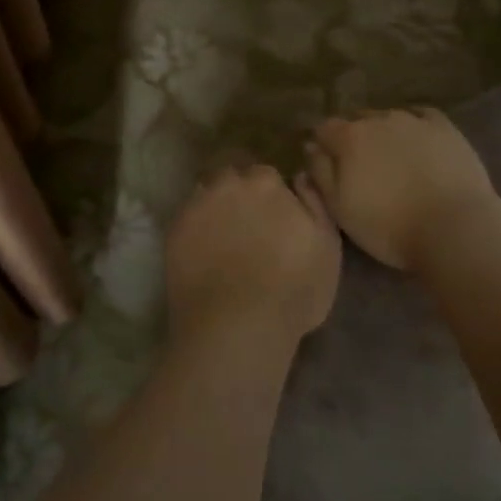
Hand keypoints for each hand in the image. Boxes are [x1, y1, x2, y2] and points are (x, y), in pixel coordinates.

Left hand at [164, 164, 340, 347]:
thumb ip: (315, 202)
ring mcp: (196, 207)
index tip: (273, 215)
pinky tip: (203, 253)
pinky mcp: (173, 232)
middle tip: (247, 224)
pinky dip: (195, 229)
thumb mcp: (328, 246)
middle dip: (238, 192)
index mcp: (265, 183)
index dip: (269, 194)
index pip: (265, 174)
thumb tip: (298, 176)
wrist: (237, 327)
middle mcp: (227, 185)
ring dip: (214, 207)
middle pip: (230, 177)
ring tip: (222, 237)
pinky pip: (186, 220)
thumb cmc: (294, 289)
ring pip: (205, 195)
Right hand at [306, 108, 500, 269]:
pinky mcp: (445, 128)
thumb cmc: (388, 226)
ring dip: (383, 132)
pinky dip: (414, 125)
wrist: (453, 228)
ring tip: (391, 158)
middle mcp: (378, 119)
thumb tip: (311, 147)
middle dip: (353, 137)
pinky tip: (417, 140)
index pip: (323, 128)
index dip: (322, 145)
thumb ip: (320, 173)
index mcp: (348, 137)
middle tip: (359, 166)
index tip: (326, 164)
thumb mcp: (339, 208)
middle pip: (356, 120)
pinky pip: (422, 116)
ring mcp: (415, 121)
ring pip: (388, 117)